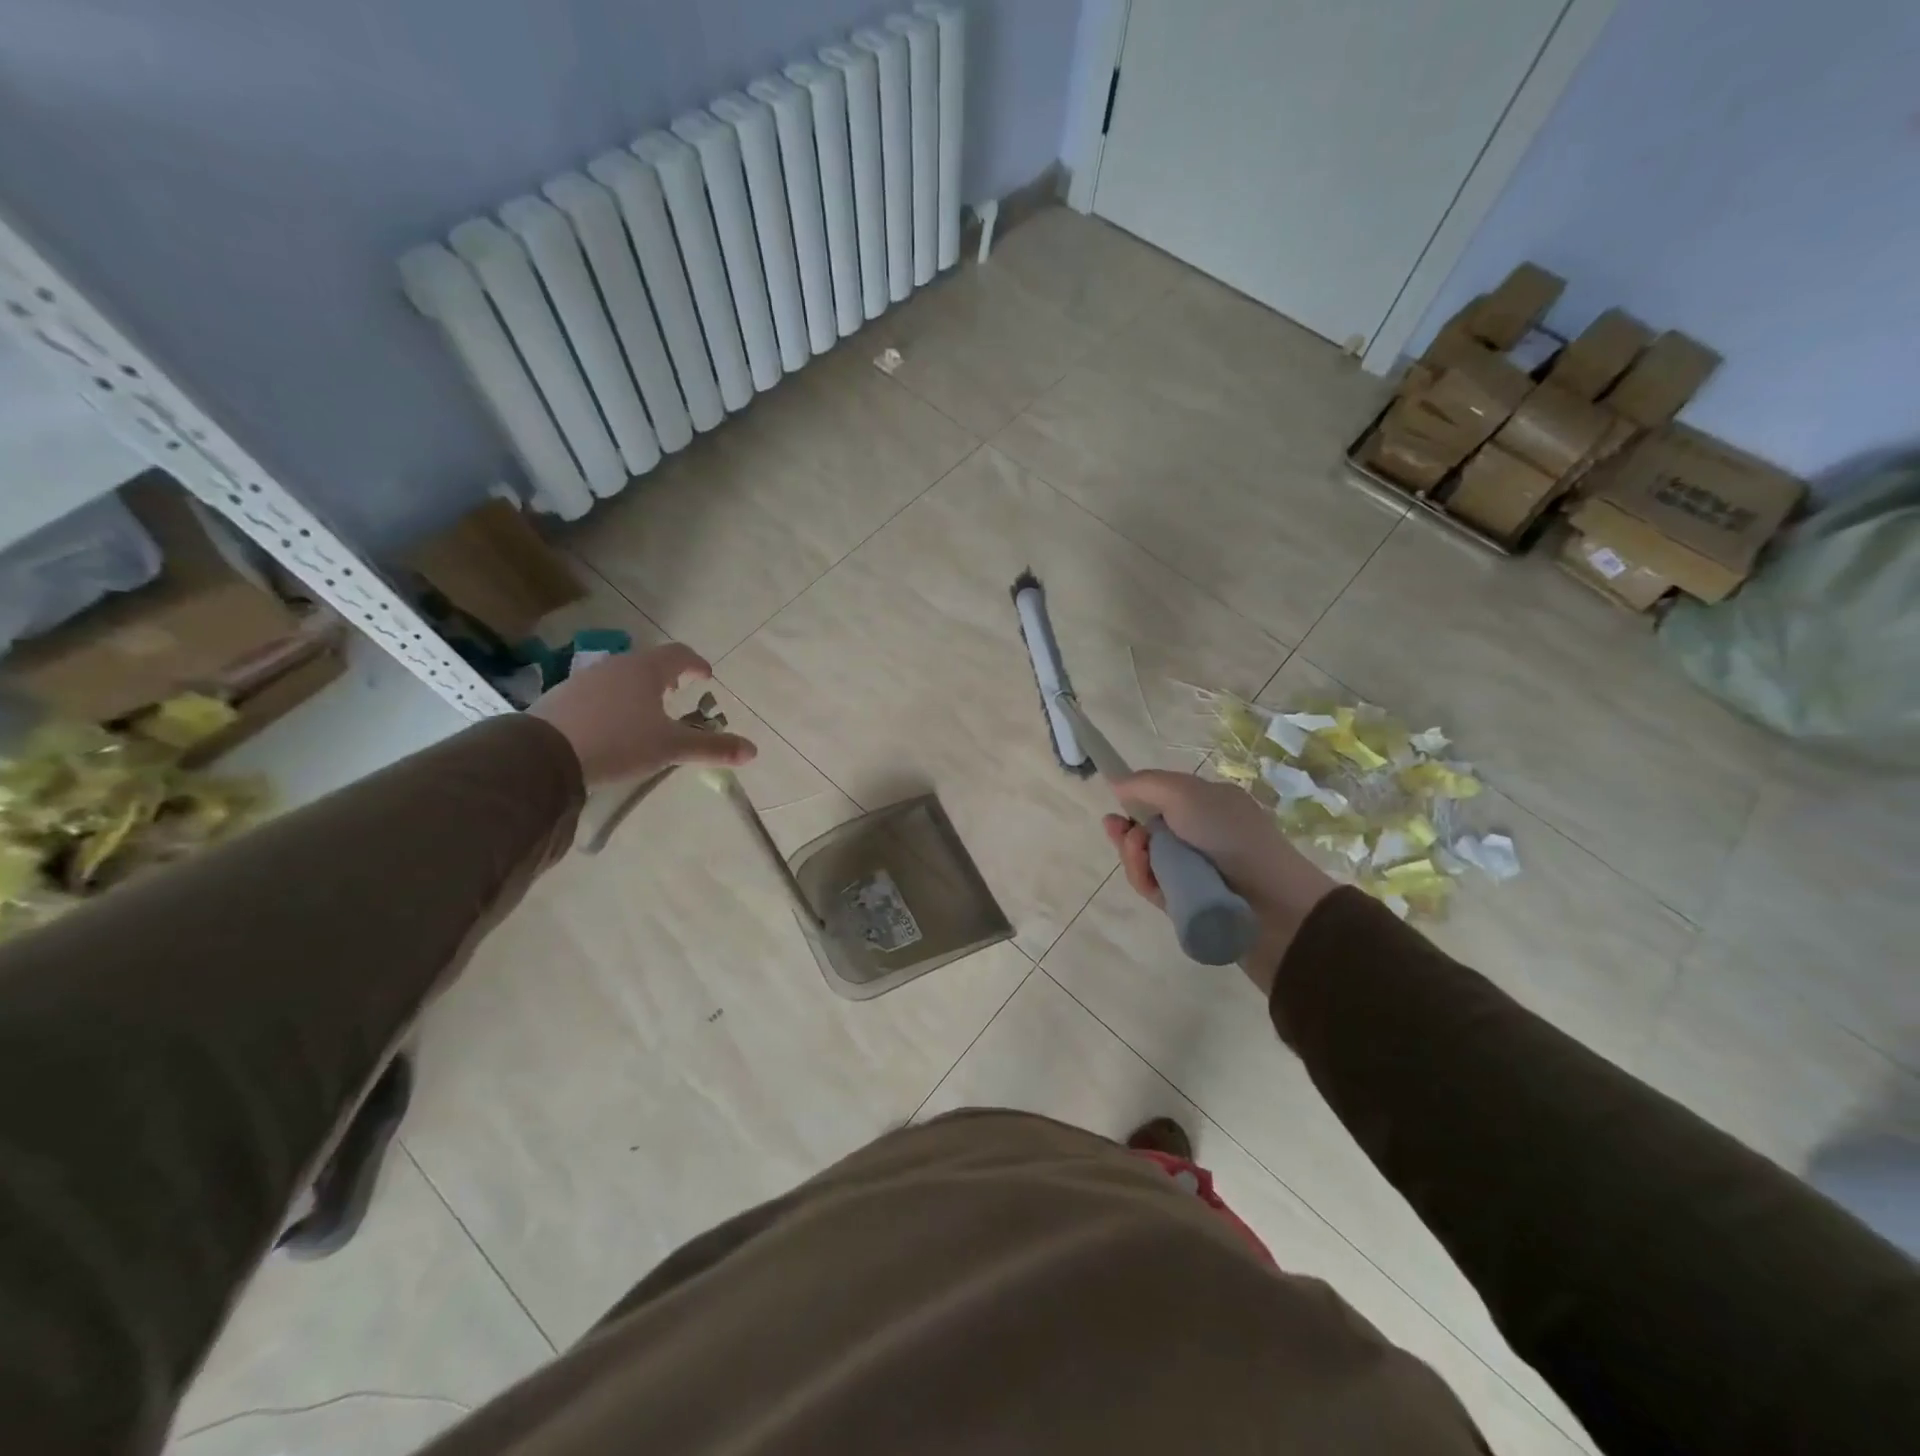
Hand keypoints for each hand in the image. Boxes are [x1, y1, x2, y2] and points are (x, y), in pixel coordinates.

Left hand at [530, 643, 756, 787]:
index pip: (680, 654)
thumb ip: (712, 747)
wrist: (542, 755)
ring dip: (639, 688)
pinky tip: (611, 725)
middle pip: (649, 662)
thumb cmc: (618, 743)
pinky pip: (598, 692)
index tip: (706, 677)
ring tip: (646, 712)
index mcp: (646, 670)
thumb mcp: (670, 748)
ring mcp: (585, 679)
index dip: (696, 664)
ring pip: (621, 676)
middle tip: (678, 693)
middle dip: (668, 676)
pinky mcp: (562, 697)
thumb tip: (753, 751)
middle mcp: (616, 666)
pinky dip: (613, 701)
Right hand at [1102, 771, 1335, 995]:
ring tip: (1143, 860)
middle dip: (1129, 833)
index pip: (1160, 800)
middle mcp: (1199, 836)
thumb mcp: (1186, 794)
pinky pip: (1152, 887)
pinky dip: (1145, 881)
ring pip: (1145, 860)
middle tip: (1126, 837)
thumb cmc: (1231, 838)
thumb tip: (1117, 783)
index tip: (1115, 808)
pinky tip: (1150, 881)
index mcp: (1207, 805)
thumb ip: (1147, 784)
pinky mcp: (1185, 902)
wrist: (1272, 905)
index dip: (1135, 803)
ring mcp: (1192, 871)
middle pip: (1146, 831)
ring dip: (1134, 857)